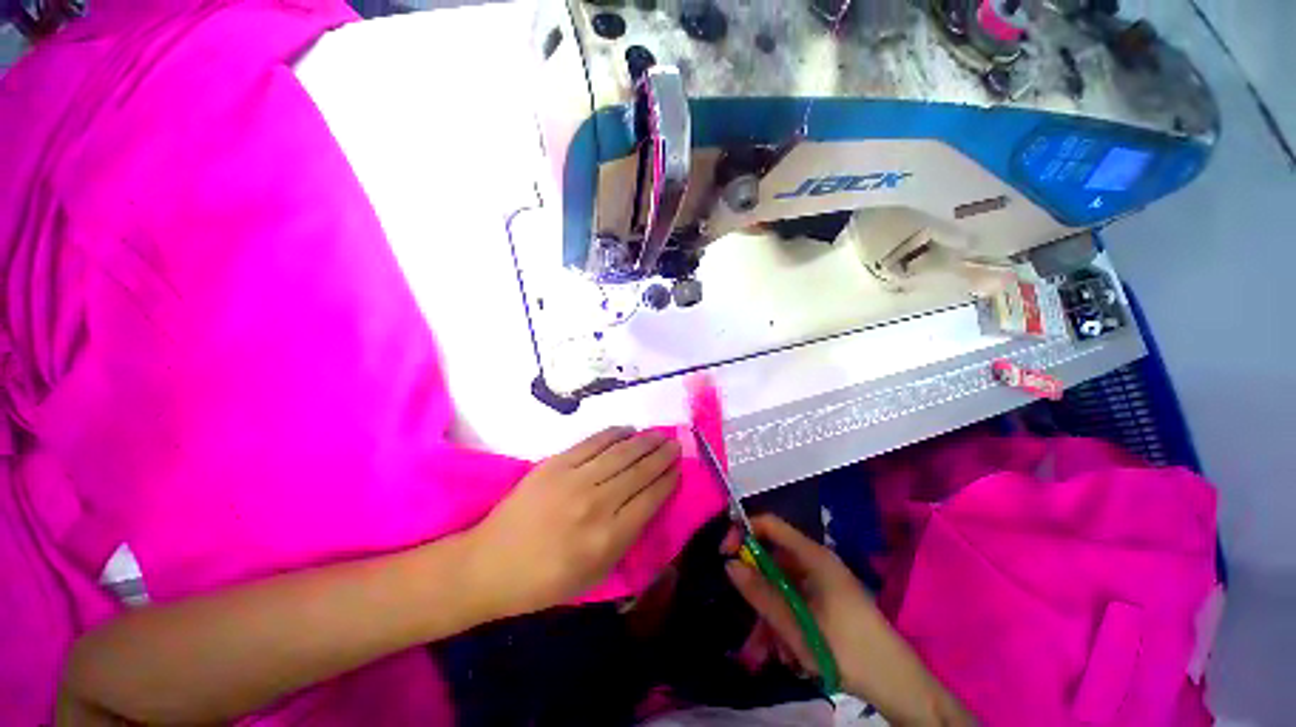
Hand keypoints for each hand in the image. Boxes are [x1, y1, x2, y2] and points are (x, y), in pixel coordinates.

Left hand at [467, 427, 680, 617]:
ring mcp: (574, 479)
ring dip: (644, 441)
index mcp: (608, 538)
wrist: (490, 564)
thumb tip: (649, 502)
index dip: (668, 479)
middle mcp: (596, 504)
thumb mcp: (595, 575)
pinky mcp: (555, 463)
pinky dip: (614, 434)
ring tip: (659, 434)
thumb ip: (627, 539)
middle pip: (640, 471)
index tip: (679, 468)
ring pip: (620, 453)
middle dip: (662, 455)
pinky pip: (593, 442)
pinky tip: (627, 430)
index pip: (651, 498)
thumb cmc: (545, 581)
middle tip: (675, 444)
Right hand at [723, 515, 973, 726]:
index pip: (769, 524)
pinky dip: (785, 625)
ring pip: (782, 589)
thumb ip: (761, 594)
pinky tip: (789, 656)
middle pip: (773, 563)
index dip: (743, 531)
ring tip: (768, 654)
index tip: (725, 554)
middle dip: (757, 594)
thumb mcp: (797, 626)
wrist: (898, 685)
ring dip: (770, 619)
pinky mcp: (827, 602)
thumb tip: (729, 564)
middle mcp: (816, 563)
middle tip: (749, 626)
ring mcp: (822, 583)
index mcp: (813, 556)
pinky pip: (795, 604)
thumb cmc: (847, 650)